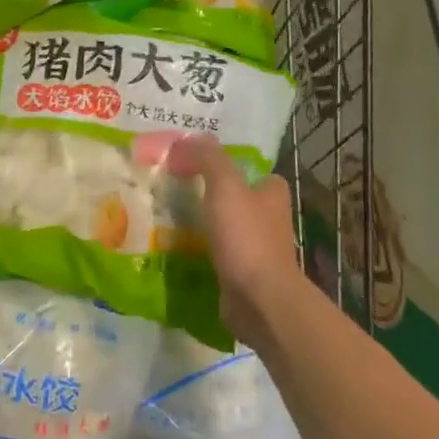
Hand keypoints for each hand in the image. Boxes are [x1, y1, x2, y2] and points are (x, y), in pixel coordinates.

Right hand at [167, 135, 304, 346]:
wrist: (260, 301)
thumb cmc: (246, 237)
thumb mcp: (226, 186)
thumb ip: (210, 158)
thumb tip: (192, 137)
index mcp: (272, 194)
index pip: (250, 171)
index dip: (226, 165)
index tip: (194, 164)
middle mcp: (269, 219)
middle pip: (236, 198)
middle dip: (209, 194)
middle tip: (172, 189)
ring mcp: (257, 250)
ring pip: (225, 228)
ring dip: (202, 224)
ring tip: (166, 218)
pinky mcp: (243, 276)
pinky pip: (217, 255)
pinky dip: (200, 252)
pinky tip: (176, 250)